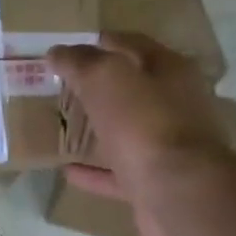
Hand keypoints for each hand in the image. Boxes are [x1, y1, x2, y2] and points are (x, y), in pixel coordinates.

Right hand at [48, 32, 228, 235]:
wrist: (178, 194)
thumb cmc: (145, 124)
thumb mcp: (107, 79)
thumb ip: (81, 62)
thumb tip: (57, 52)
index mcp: (170, 71)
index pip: (134, 45)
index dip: (102, 42)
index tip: (68, 48)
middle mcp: (175, 106)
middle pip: (133, 89)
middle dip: (100, 87)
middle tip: (62, 86)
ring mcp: (167, 148)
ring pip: (127, 132)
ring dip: (99, 129)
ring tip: (64, 125)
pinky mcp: (154, 184)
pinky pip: (118, 173)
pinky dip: (94, 171)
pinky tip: (67, 171)